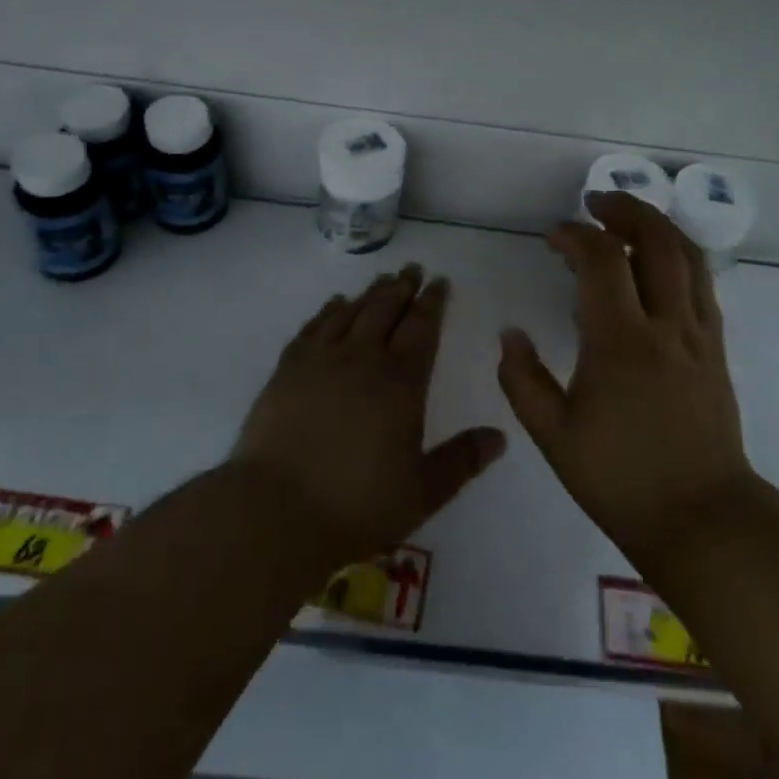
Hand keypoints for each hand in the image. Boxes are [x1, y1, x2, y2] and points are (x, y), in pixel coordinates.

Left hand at [231, 265, 506, 567]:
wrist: (278, 509)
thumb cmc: (358, 504)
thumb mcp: (423, 491)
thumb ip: (462, 460)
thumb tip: (499, 437)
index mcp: (401, 383)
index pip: (422, 329)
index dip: (433, 303)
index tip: (440, 281)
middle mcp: (363, 359)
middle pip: (386, 310)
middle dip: (403, 287)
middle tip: (413, 269)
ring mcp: (321, 360)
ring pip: (351, 312)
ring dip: (370, 293)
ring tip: (382, 279)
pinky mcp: (288, 369)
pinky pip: (313, 326)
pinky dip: (328, 310)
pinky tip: (334, 303)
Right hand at [497, 191, 749, 567]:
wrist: (703, 519)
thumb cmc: (621, 479)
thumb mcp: (553, 436)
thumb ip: (522, 379)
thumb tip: (509, 334)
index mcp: (620, 341)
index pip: (601, 259)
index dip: (574, 235)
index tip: (552, 238)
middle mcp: (666, 325)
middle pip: (657, 240)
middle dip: (626, 209)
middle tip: (596, 202)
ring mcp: (698, 335)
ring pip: (688, 257)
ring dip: (657, 227)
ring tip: (628, 220)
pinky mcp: (715, 350)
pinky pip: (702, 285)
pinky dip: (678, 258)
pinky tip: (657, 268)